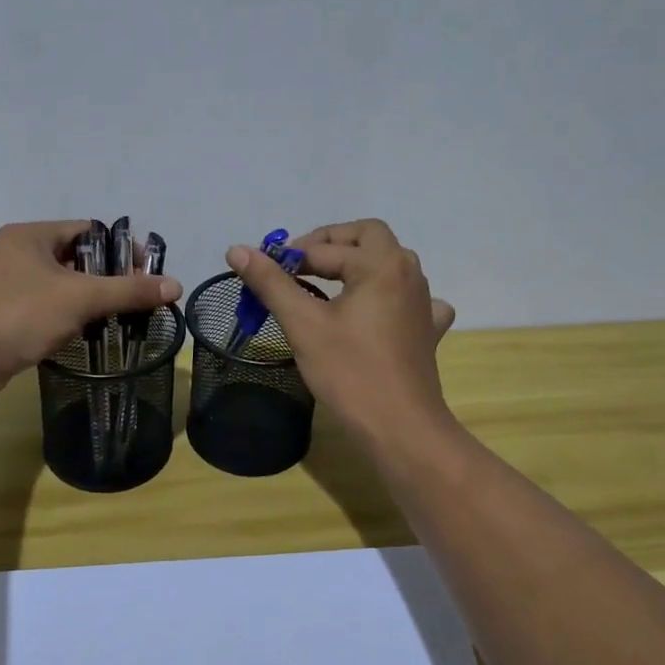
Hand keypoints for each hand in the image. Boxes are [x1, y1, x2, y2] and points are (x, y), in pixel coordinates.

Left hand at [0, 221, 182, 396]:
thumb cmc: (21, 316)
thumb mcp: (81, 298)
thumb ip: (129, 290)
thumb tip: (176, 285)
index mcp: (30, 235)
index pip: (89, 230)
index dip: (121, 248)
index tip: (145, 272)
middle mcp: (16, 251)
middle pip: (77, 257)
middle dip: (109, 276)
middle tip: (135, 297)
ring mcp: (6, 282)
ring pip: (62, 283)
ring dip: (90, 297)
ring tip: (117, 316)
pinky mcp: (3, 311)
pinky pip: (47, 303)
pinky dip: (69, 313)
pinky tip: (86, 331)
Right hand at [225, 219, 455, 444]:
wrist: (400, 428)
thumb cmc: (349, 372)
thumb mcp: (303, 324)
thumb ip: (271, 283)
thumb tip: (237, 249)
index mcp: (380, 263)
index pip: (324, 247)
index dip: (289, 257)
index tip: (261, 272)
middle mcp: (408, 272)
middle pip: (368, 236)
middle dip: (330, 243)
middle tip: (297, 264)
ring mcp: (423, 301)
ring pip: (389, 262)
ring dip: (357, 263)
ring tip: (326, 284)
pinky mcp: (427, 329)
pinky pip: (409, 297)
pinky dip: (389, 294)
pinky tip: (375, 312)